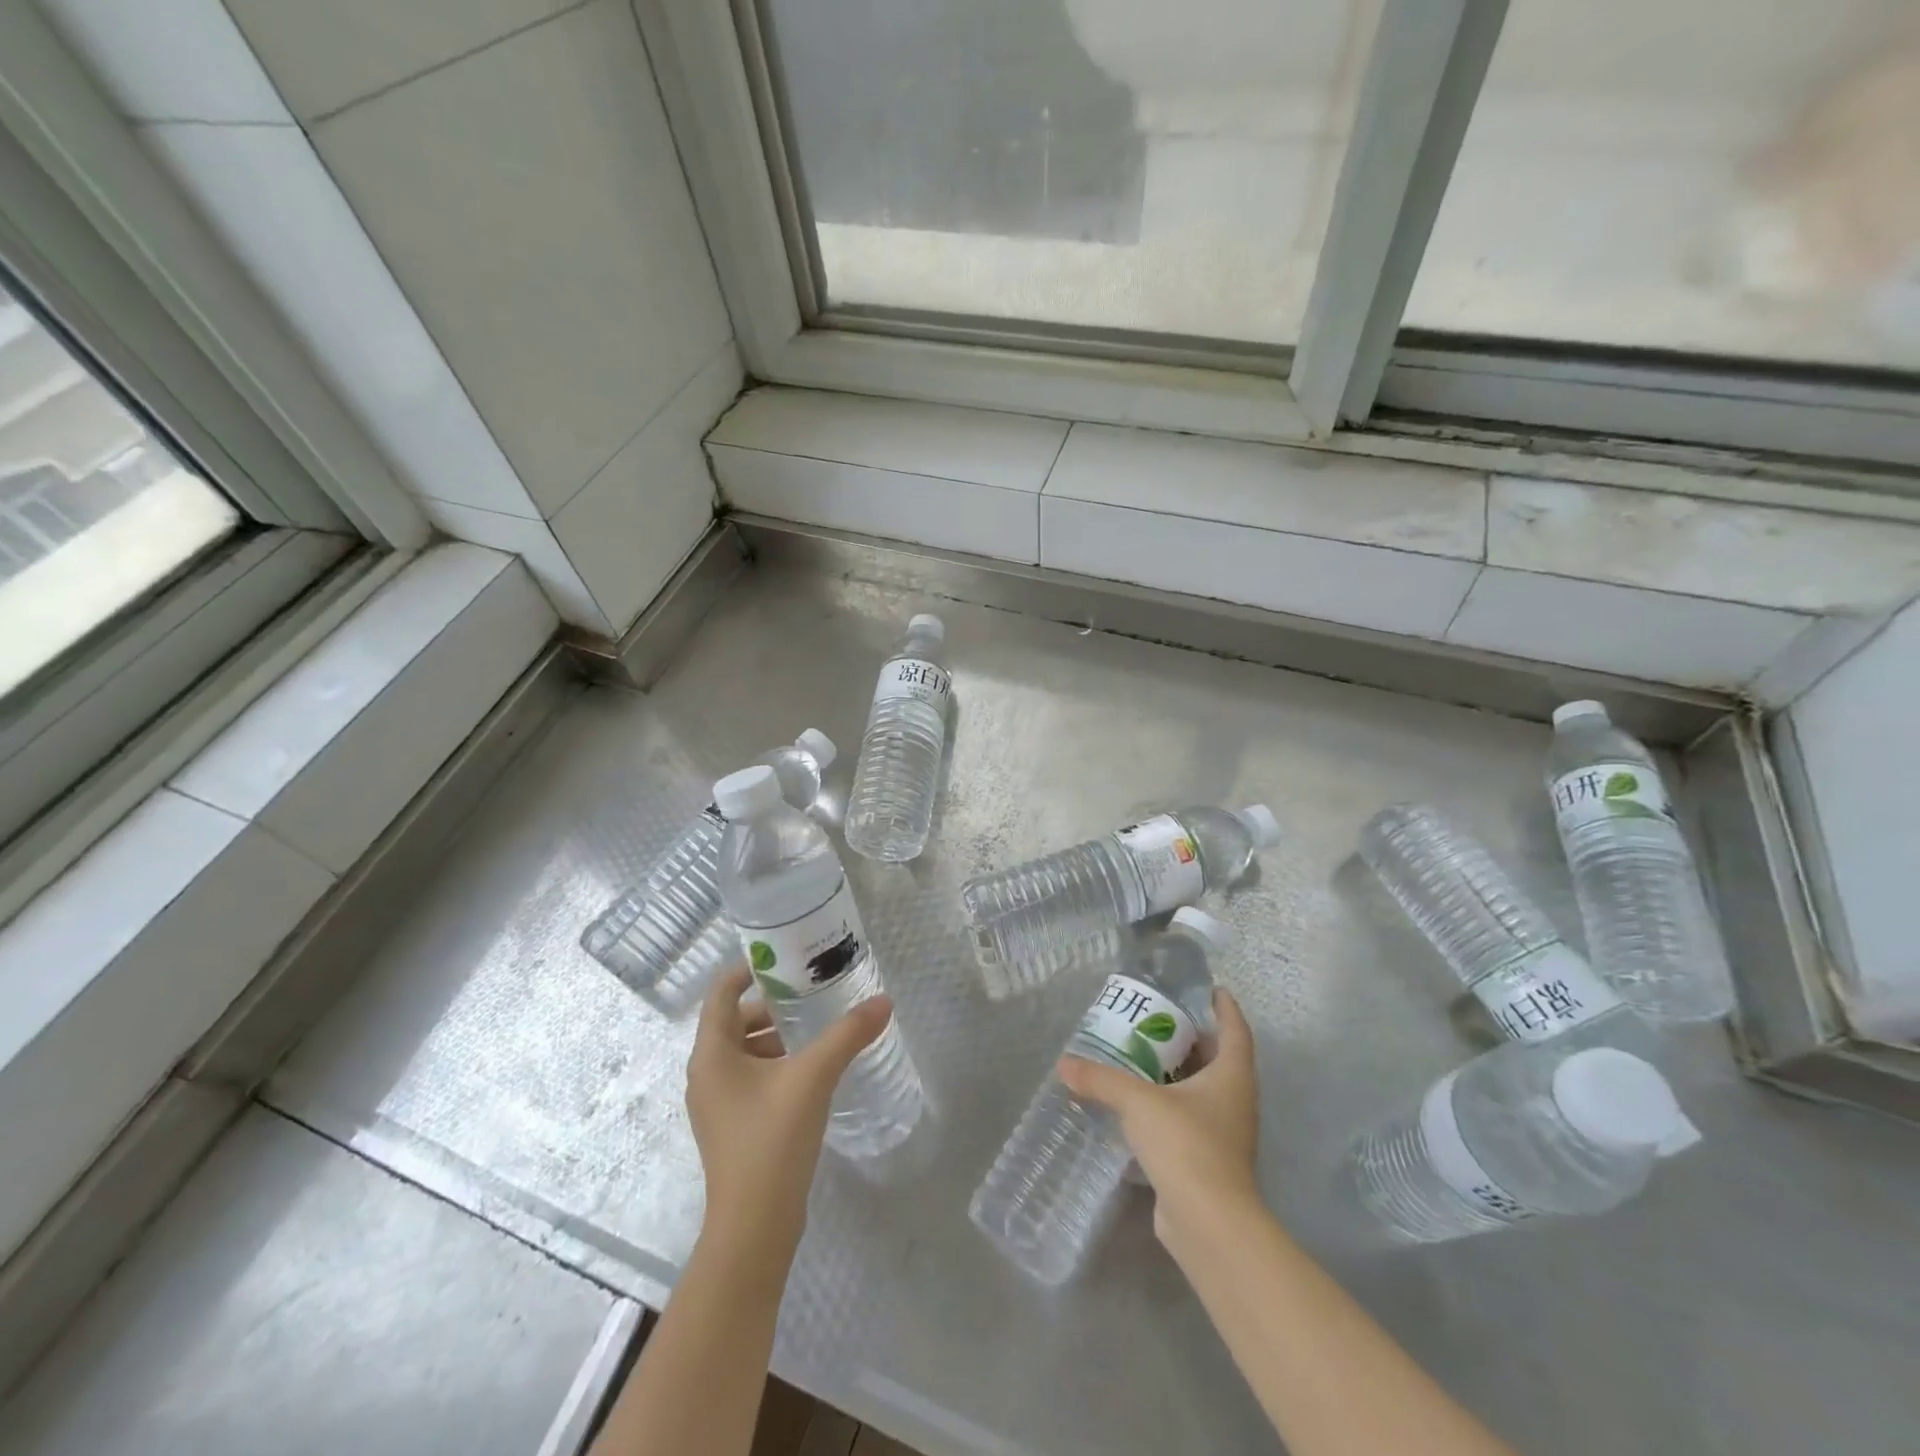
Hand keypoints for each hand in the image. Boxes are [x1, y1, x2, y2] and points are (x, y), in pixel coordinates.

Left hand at [686, 966, 890, 1264]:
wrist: (754, 1227)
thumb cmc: (772, 1140)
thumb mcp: (814, 1077)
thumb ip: (848, 1034)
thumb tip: (884, 1001)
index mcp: (712, 1054)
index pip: (721, 992)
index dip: (749, 969)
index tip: (786, 958)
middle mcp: (706, 1073)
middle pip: (734, 1020)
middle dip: (772, 1004)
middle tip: (812, 992)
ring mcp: (716, 1103)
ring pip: (744, 1051)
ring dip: (776, 1035)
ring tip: (817, 1028)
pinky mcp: (731, 1125)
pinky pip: (750, 1077)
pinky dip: (775, 1063)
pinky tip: (810, 1070)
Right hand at [1057, 987, 1261, 1246]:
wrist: (1208, 1223)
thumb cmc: (1186, 1144)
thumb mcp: (1138, 1102)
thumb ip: (1101, 1080)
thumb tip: (1063, 1064)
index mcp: (1231, 1076)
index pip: (1235, 1030)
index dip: (1225, 1008)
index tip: (1213, 989)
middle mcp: (1235, 1101)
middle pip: (1219, 1060)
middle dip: (1193, 1039)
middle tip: (1160, 1021)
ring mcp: (1225, 1134)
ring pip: (1203, 1092)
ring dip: (1178, 1074)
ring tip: (1142, 1057)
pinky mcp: (1208, 1161)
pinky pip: (1189, 1120)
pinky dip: (1169, 1106)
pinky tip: (1139, 1105)